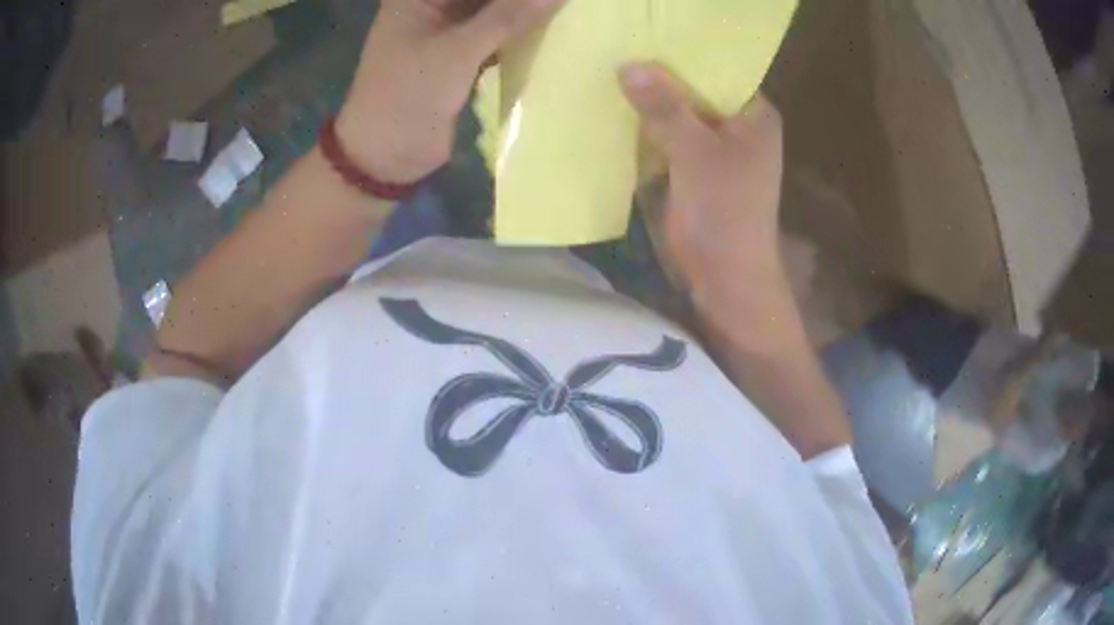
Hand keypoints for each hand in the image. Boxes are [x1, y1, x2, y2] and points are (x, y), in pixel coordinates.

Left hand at [337, 0, 563, 183]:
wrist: (385, 156)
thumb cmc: (408, 96)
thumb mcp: (458, 51)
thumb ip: (508, 17)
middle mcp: (431, 7)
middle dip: (518, 1)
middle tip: (561, 4)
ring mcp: (444, 31)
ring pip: (492, 11)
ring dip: (521, 12)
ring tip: (560, 11)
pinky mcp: (458, 56)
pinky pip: (494, 35)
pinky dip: (515, 34)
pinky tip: (546, 31)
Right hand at [619, 62, 794, 341]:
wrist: (727, 279)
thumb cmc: (725, 213)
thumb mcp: (695, 154)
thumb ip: (665, 107)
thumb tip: (628, 65)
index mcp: (753, 114)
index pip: (718, 67)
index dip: (682, 52)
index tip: (643, 36)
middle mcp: (738, 125)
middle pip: (695, 89)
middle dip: (659, 76)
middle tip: (617, 51)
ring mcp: (716, 148)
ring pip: (679, 113)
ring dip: (650, 102)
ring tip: (609, 73)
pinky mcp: (696, 169)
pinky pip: (669, 137)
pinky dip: (647, 128)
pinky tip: (617, 111)